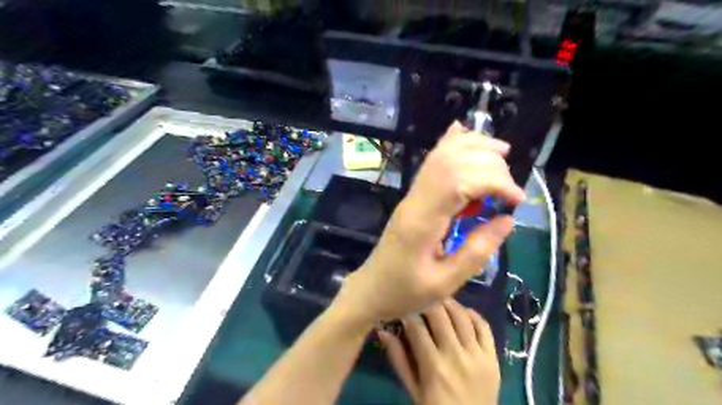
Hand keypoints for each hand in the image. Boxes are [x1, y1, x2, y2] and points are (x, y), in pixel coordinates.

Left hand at [335, 121, 522, 322]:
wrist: (371, 288)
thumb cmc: (405, 292)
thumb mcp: (445, 283)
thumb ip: (477, 250)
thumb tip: (507, 219)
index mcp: (423, 221)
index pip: (459, 181)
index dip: (494, 181)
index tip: (516, 201)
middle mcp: (416, 199)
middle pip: (452, 161)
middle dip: (489, 165)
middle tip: (510, 190)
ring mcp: (411, 195)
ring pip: (440, 156)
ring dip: (473, 147)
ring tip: (502, 153)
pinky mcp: (413, 197)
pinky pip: (431, 163)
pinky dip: (448, 145)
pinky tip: (461, 132)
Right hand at [378, 298, 502, 403]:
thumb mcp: (413, 388)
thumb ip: (398, 359)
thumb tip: (382, 331)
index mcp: (433, 366)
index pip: (417, 327)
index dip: (407, 312)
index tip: (404, 307)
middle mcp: (456, 356)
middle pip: (440, 315)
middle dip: (427, 302)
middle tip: (421, 298)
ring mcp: (477, 355)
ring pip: (462, 316)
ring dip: (449, 303)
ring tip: (439, 299)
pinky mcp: (492, 357)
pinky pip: (484, 327)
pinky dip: (473, 314)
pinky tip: (462, 311)